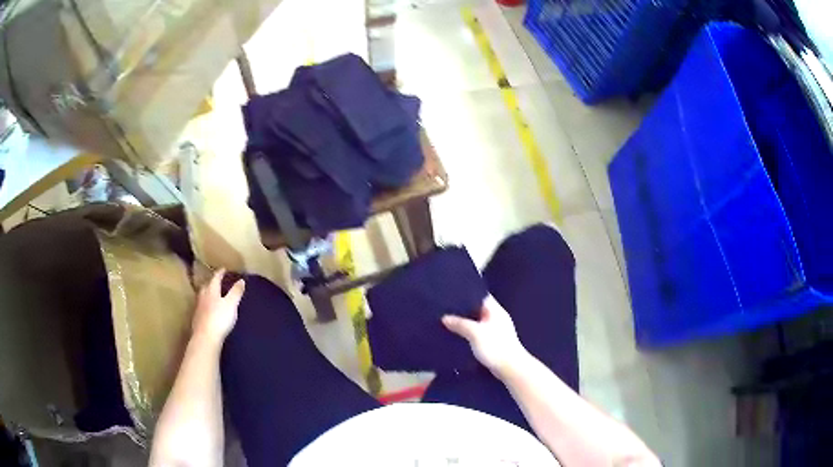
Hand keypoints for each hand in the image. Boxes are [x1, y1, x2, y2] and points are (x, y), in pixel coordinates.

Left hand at [192, 269, 244, 344]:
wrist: (206, 337)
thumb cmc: (220, 318)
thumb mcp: (231, 304)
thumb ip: (236, 292)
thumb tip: (241, 280)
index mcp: (211, 290)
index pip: (215, 278)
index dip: (220, 273)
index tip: (224, 269)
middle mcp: (203, 296)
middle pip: (206, 285)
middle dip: (212, 282)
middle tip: (217, 280)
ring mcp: (198, 307)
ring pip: (202, 296)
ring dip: (207, 293)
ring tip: (212, 294)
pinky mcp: (197, 318)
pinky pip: (201, 307)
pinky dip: (205, 305)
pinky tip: (207, 309)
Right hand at [442, 296, 530, 377]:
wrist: (510, 368)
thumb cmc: (495, 347)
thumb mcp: (475, 333)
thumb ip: (460, 324)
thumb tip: (444, 318)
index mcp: (495, 310)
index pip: (481, 295)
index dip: (467, 293)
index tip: (452, 294)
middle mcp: (496, 317)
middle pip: (477, 308)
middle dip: (463, 309)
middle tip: (445, 308)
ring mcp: (495, 330)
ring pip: (477, 321)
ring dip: (465, 322)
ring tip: (448, 321)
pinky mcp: (493, 341)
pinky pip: (478, 332)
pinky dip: (469, 332)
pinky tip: (457, 335)